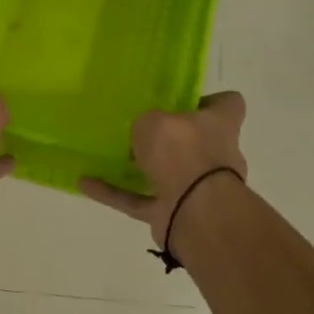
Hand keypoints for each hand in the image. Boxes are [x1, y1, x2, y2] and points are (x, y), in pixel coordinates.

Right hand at [80, 92, 247, 249]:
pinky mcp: (173, 213)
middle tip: (136, 130)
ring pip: (164, 174)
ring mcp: (195, 188)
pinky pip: (139, 200)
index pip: (227, 104)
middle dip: (168, 140)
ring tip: (104, 157)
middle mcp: (214, 155)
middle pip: (193, 141)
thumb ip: (146, 123)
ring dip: (136, 169)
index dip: (209, 101)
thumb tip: (142, 133)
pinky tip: (85, 184)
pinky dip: (114, 193)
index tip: (182, 101)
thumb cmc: (182, 151)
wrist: (194, 210)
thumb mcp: (153, 121)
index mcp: (220, 124)